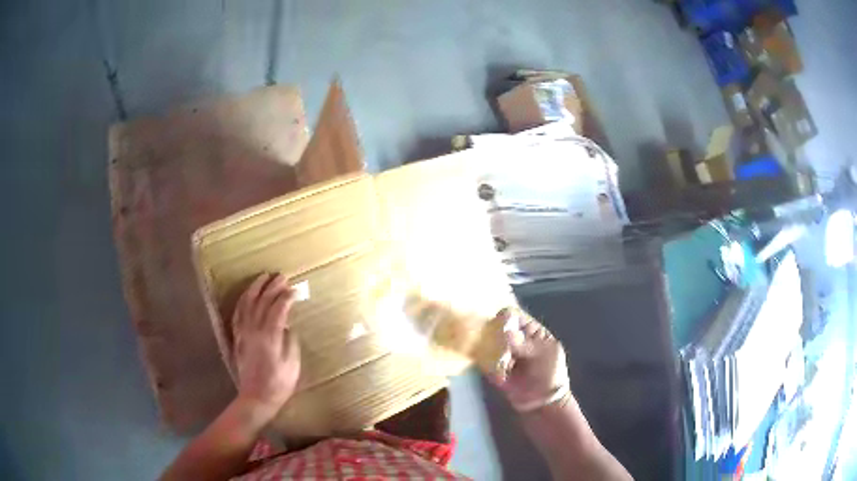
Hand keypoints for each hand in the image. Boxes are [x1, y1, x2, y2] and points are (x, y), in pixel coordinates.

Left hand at [231, 273, 300, 419]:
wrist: (256, 398)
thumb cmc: (279, 384)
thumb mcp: (292, 365)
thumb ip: (290, 341)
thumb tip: (286, 325)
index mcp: (269, 337)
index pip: (277, 309)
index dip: (286, 297)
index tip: (294, 290)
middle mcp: (254, 330)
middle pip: (262, 302)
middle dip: (272, 287)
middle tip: (281, 276)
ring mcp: (243, 333)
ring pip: (247, 303)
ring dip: (255, 288)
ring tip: (263, 277)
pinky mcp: (237, 338)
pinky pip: (238, 313)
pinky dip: (243, 301)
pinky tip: (247, 296)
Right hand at [490, 308, 570, 412]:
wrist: (543, 402)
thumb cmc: (550, 374)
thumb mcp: (545, 355)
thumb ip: (525, 344)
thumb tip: (506, 332)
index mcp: (530, 330)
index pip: (513, 315)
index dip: (505, 318)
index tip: (501, 327)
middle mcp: (513, 339)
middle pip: (496, 327)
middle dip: (496, 336)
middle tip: (503, 350)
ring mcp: (501, 353)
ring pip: (487, 343)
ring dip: (492, 351)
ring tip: (504, 365)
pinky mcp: (492, 368)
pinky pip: (483, 360)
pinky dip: (487, 364)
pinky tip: (499, 373)